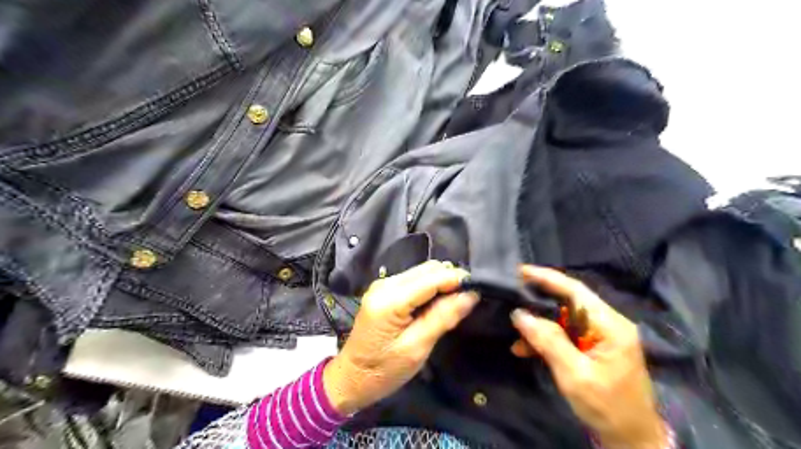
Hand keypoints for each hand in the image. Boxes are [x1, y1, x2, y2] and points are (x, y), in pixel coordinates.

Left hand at [322, 261, 476, 415]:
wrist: (352, 377)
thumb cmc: (384, 370)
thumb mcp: (417, 348)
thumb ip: (443, 317)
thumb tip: (471, 295)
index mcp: (390, 299)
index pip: (432, 277)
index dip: (457, 280)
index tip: (477, 291)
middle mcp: (385, 283)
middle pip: (428, 269)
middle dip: (450, 280)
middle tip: (466, 301)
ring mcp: (383, 284)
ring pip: (422, 271)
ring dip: (441, 283)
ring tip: (453, 305)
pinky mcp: (385, 289)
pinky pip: (414, 279)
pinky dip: (430, 287)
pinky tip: (436, 304)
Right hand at [509, 267, 666, 448]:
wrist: (630, 440)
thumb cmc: (607, 407)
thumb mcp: (575, 375)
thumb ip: (548, 341)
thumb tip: (520, 314)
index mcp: (610, 325)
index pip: (575, 291)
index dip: (547, 278)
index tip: (520, 270)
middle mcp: (606, 323)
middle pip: (567, 302)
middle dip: (538, 300)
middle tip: (511, 296)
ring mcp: (599, 335)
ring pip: (562, 319)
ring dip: (539, 325)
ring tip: (514, 331)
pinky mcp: (592, 347)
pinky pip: (564, 335)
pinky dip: (545, 339)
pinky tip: (525, 349)